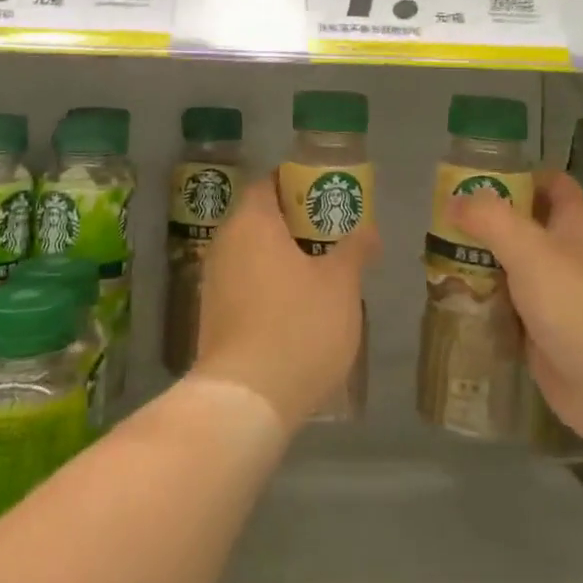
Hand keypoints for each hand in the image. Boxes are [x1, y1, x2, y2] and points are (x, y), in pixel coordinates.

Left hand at [190, 178, 378, 428]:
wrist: (246, 399)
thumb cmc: (298, 326)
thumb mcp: (341, 285)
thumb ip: (355, 250)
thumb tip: (369, 230)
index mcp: (252, 222)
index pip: (269, 183)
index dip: (298, 183)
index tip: (327, 195)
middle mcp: (225, 242)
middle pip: (260, 217)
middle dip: (295, 222)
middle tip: (332, 233)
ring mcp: (214, 280)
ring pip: (252, 252)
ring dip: (282, 255)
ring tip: (321, 270)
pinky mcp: (213, 315)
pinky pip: (245, 282)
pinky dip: (269, 283)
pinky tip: (297, 305)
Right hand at [449, 172, 582, 455]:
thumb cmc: (577, 303)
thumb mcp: (529, 248)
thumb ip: (489, 218)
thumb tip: (453, 200)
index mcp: (575, 223)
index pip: (550, 182)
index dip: (516, 174)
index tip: (472, 177)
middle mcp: (566, 253)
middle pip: (521, 224)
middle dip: (483, 220)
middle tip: (439, 219)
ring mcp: (554, 294)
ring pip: (509, 266)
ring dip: (477, 261)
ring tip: (432, 256)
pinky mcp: (540, 330)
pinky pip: (504, 305)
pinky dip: (480, 300)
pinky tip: (449, 298)